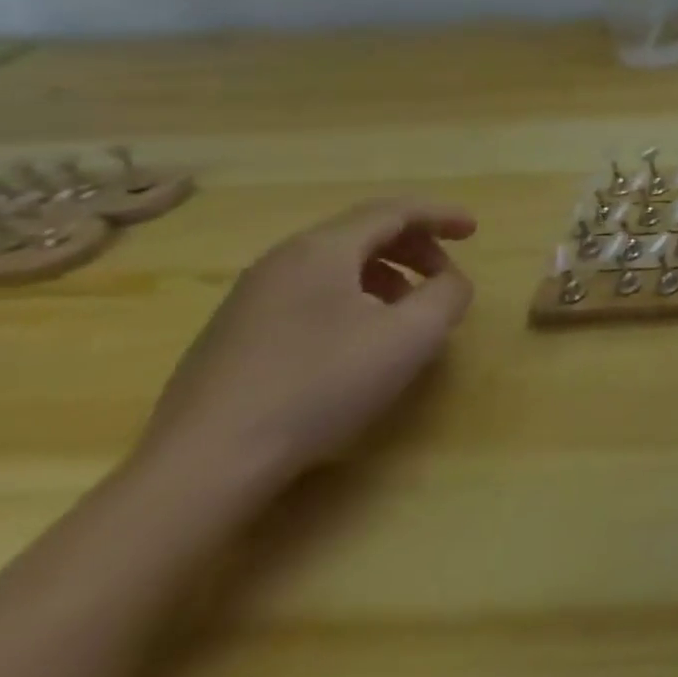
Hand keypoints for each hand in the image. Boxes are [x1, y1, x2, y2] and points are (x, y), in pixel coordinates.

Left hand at [139, 198, 477, 487]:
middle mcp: (281, 261)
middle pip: (362, 233)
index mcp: (322, 250)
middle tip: (446, 275)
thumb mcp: (411, 336)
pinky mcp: (232, 335)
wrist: (204, 465)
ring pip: (334, 265)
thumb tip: (451, 282)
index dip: (440, 215)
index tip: (474, 230)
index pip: (393, 211)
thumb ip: (447, 295)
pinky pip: (309, 294)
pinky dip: (351, 298)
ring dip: (384, 275)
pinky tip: (359, 341)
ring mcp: (249, 298)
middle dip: (414, 247)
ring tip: (409, 312)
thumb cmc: (320, 385)